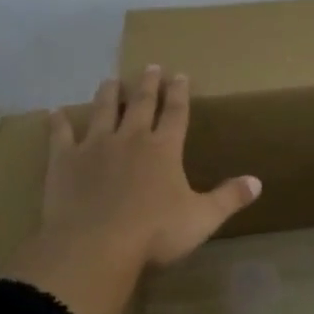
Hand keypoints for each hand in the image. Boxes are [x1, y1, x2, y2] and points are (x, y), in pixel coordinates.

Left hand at [7, 66, 260, 313]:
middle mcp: (131, 138)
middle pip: (141, 104)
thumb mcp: (202, 218)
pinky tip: (55, 112)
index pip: (176, 113)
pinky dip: (59, 123)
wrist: (95, 246)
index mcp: (164, 149)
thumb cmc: (154, 233)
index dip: (180, 93)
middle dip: (148, 85)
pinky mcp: (64, 161)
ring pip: (103, 110)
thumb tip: (257, 182)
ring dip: (109, 94)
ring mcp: (95, 146)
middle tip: (151, 67)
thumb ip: (228, 198)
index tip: (181, 75)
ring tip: (111, 79)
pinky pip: (61, 135)